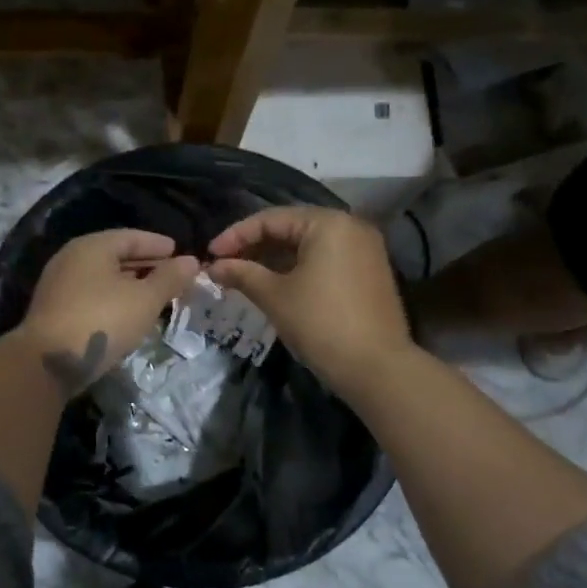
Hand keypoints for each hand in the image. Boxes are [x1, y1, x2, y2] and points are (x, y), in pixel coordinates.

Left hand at [19, 230, 201, 395]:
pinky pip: (92, 295)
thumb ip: (170, 278)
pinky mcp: (54, 310)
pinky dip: (114, 298)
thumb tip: (191, 261)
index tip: (178, 251)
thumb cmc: (102, 321)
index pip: (131, 236)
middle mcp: (71, 259)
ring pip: (103, 278)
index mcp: (92, 246)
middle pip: (115, 255)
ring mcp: (59, 285)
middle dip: (145, 265)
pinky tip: (128, 313)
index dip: (158, 244)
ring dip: (130, 284)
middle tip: (172, 275)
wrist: (48, 362)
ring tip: (155, 295)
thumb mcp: (145, 299)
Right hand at [207, 206, 412, 392]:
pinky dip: (298, 267)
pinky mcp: (369, 272)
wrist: (376, 368)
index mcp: (328, 223)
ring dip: (274, 257)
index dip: (236, 235)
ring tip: (244, 275)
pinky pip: (325, 259)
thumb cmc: (321, 323)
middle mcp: (351, 226)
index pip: (271, 219)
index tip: (210, 254)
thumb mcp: (274, 296)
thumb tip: (213, 266)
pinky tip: (275, 283)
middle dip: (255, 245)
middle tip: (224, 264)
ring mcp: (365, 249)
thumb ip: (242, 274)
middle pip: (292, 227)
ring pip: (308, 245)